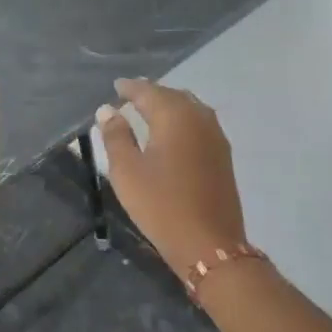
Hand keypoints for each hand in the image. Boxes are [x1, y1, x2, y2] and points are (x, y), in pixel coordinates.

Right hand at [95, 79, 247, 279]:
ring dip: (168, 105)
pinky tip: (172, 132)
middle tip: (130, 97)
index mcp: (174, 116)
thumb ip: (116, 136)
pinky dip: (182, 120)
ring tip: (148, 112)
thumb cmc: (161, 205)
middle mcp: (199, 118)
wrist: (209, 245)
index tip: (115, 87)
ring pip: (189, 108)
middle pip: (172, 95)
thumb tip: (108, 110)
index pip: (148, 91)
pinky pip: (199, 123)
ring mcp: (216, 136)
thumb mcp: (127, 171)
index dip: (130, 88)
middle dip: (150, 94)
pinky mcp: (223, 155)